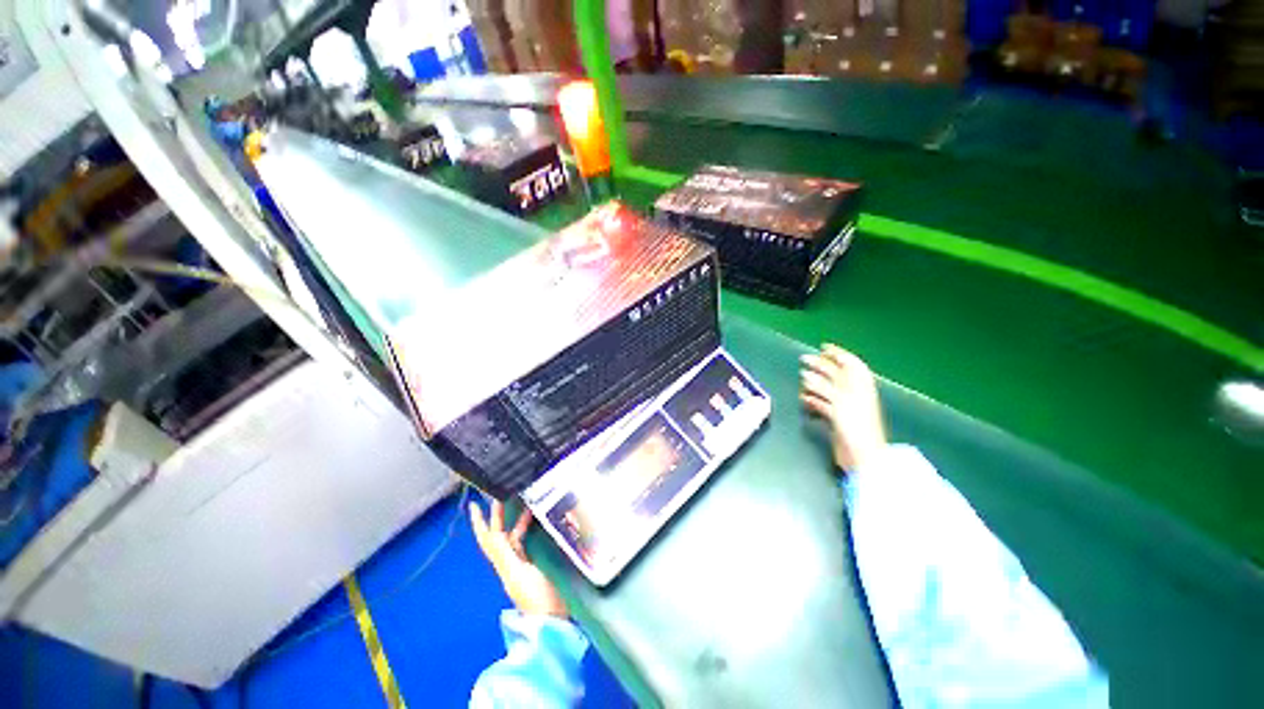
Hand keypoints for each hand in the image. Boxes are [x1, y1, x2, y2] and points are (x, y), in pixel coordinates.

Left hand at [470, 499, 567, 618]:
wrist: (552, 620)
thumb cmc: (536, 597)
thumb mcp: (518, 573)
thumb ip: (506, 553)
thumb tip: (494, 532)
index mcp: (503, 562)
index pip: (489, 537)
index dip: (480, 522)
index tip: (474, 504)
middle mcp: (509, 561)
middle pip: (500, 534)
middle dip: (498, 515)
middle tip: (501, 494)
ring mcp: (522, 563)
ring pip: (514, 536)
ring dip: (517, 519)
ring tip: (527, 502)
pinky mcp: (535, 565)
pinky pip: (527, 541)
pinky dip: (529, 529)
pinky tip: (540, 521)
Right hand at [800, 344, 887, 472]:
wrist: (863, 454)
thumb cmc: (855, 424)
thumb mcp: (839, 400)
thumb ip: (823, 385)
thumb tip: (807, 374)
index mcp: (860, 385)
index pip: (850, 363)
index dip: (838, 353)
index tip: (823, 347)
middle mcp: (854, 393)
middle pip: (837, 374)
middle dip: (821, 366)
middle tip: (805, 360)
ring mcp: (846, 406)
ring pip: (829, 388)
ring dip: (815, 383)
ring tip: (802, 378)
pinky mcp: (838, 419)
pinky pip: (824, 404)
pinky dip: (814, 399)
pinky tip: (805, 399)